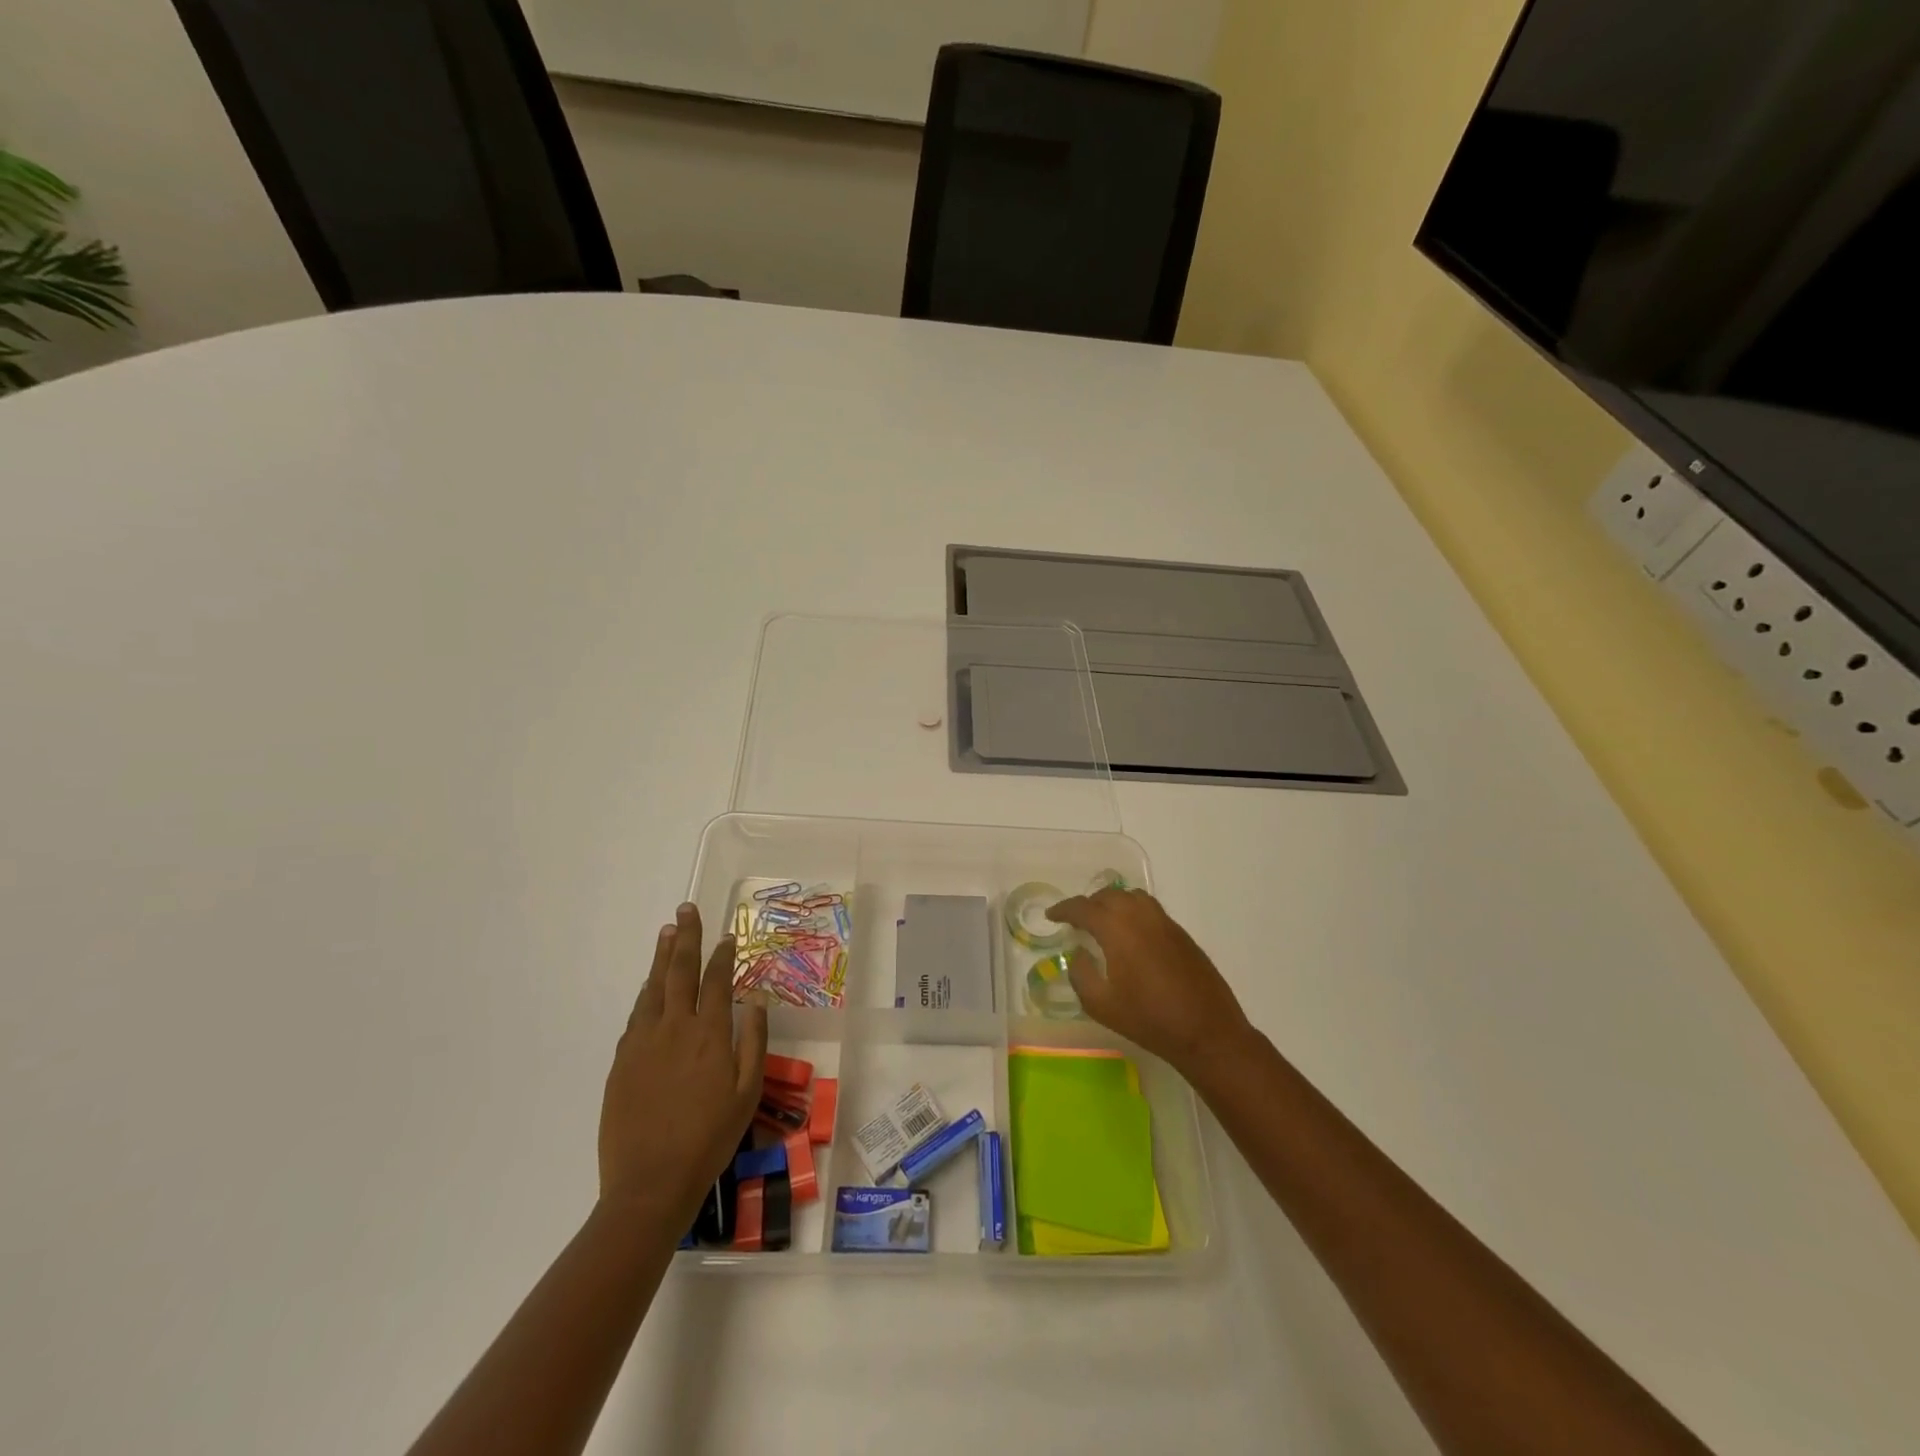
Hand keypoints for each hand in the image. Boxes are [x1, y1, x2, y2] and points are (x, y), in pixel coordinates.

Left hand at [600, 903, 766, 1227]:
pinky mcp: (621, 1061)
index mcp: (709, 1034)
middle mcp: (674, 1028)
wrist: (650, 1183)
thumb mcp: (747, 1092)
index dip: (722, 954)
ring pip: (653, 988)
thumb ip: (753, 1040)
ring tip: (667, 932)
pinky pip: (636, 1015)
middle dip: (685, 937)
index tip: (726, 935)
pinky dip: (645, 993)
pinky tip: (649, 986)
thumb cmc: (709, 1139)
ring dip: (661, 957)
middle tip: (686, 909)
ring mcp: (642, 1043)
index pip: (716, 980)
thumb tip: (754, 998)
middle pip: (679, 971)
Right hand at [1046, 888, 1253, 1076]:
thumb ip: (1081, 973)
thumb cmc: (1148, 1019)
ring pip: (1132, 897)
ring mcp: (1165, 922)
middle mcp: (1140, 916)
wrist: (1206, 1031)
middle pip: (1108, 896)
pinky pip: (1150, 909)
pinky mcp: (1181, 933)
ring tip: (1103, 922)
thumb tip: (1078, 952)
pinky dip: (1133, 912)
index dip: (1064, 910)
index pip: (1083, 908)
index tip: (1051, 916)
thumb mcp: (1101, 1004)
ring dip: (1113, 903)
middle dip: (1088, 904)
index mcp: (1117, 928)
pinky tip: (1131, 935)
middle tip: (1076, 921)